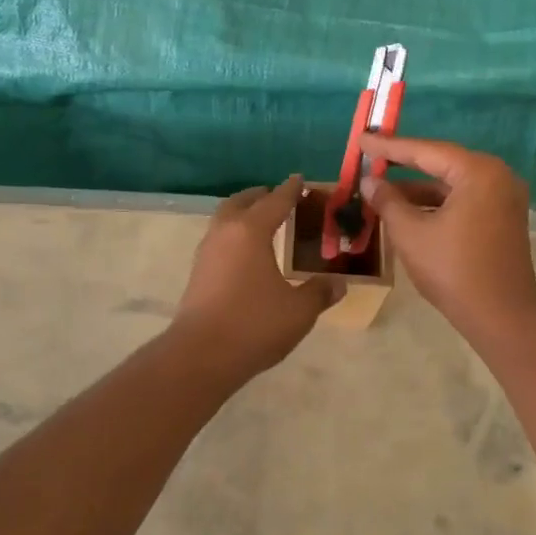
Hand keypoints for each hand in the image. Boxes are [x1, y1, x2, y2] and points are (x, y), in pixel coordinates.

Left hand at [172, 176, 342, 376]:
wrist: (201, 355)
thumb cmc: (254, 324)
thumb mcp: (298, 311)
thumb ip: (319, 292)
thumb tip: (338, 283)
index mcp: (251, 231)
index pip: (275, 202)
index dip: (290, 190)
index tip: (299, 179)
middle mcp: (225, 233)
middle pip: (241, 202)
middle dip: (260, 196)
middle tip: (277, 197)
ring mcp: (206, 252)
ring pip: (224, 219)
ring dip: (242, 214)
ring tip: (261, 222)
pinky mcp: (197, 272)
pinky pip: (218, 239)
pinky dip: (233, 234)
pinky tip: (245, 253)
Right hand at [358, 136, 535, 340]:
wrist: (502, 316)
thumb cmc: (453, 270)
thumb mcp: (410, 233)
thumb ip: (387, 202)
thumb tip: (370, 181)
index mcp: (478, 172)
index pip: (425, 151)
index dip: (389, 146)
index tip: (362, 138)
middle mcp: (497, 176)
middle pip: (442, 163)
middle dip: (404, 165)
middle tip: (370, 157)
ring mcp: (504, 198)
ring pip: (452, 184)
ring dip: (418, 188)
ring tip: (381, 191)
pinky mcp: (503, 218)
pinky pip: (464, 200)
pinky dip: (436, 203)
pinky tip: (409, 211)